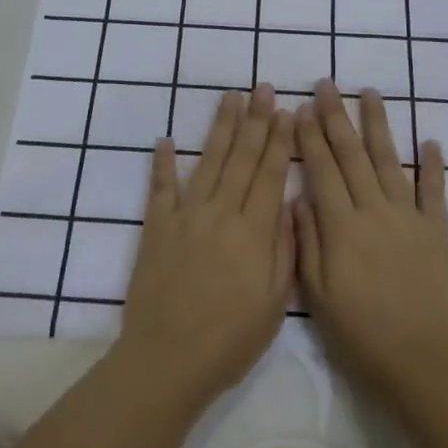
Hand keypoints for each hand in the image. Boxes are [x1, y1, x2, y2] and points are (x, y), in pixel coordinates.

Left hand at [115, 85, 293, 411]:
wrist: (166, 360)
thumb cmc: (229, 340)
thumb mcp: (274, 304)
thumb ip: (284, 249)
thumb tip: (290, 203)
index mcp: (252, 232)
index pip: (269, 174)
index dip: (278, 140)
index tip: (285, 110)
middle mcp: (220, 213)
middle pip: (241, 157)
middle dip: (254, 120)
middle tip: (262, 87)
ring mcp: (185, 216)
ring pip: (207, 161)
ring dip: (220, 127)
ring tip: (230, 96)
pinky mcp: (157, 227)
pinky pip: (160, 188)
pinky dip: (163, 162)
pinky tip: (166, 139)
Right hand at [294, 80, 447, 417]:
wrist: (427, 364)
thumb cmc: (363, 337)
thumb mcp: (319, 297)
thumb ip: (307, 243)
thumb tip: (298, 197)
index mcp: (342, 227)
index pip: (322, 170)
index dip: (310, 137)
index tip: (301, 107)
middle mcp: (375, 210)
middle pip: (352, 154)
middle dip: (336, 116)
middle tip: (326, 84)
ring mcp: (409, 216)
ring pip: (389, 160)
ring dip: (378, 124)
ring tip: (369, 92)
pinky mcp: (438, 230)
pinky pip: (435, 190)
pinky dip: (432, 164)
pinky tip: (429, 140)